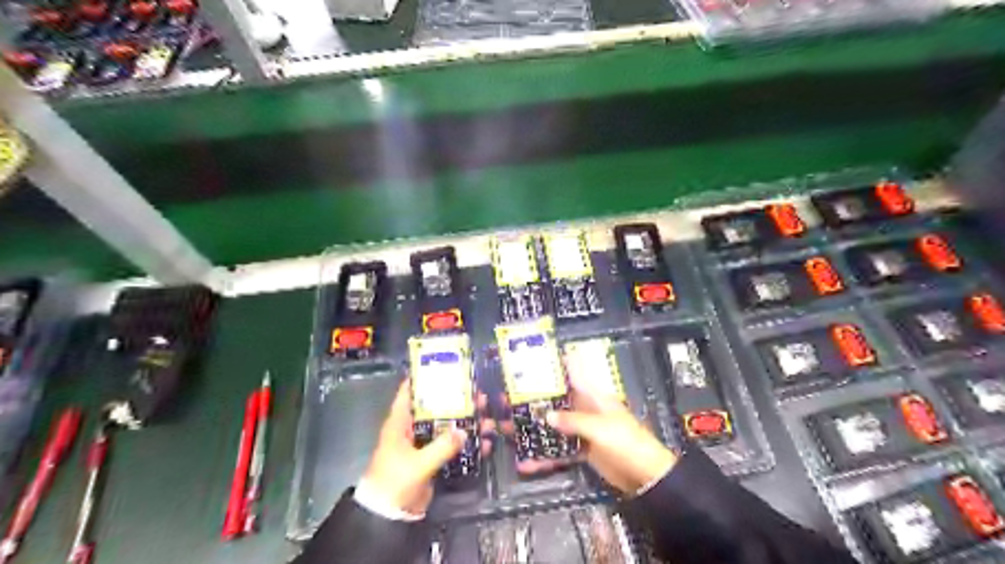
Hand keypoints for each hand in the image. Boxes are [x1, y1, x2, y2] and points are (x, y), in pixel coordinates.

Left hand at [366, 379, 496, 514]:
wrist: (388, 516)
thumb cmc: (395, 481)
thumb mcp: (418, 463)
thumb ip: (442, 447)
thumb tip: (464, 431)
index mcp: (400, 423)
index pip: (409, 392)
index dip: (424, 378)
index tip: (445, 367)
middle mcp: (411, 429)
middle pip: (435, 408)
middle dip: (457, 401)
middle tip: (479, 394)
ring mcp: (422, 444)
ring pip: (446, 426)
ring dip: (466, 422)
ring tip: (487, 416)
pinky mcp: (431, 459)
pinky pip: (451, 446)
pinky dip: (466, 444)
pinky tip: (484, 442)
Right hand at [506, 372, 678, 494]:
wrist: (645, 475)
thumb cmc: (626, 442)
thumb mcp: (599, 428)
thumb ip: (573, 421)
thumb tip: (547, 417)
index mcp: (593, 396)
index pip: (573, 372)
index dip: (556, 363)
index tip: (532, 359)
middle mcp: (585, 409)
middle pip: (556, 400)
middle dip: (534, 400)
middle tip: (506, 399)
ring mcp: (582, 430)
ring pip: (554, 425)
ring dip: (534, 429)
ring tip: (507, 429)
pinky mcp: (582, 450)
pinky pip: (559, 449)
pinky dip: (544, 456)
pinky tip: (526, 463)